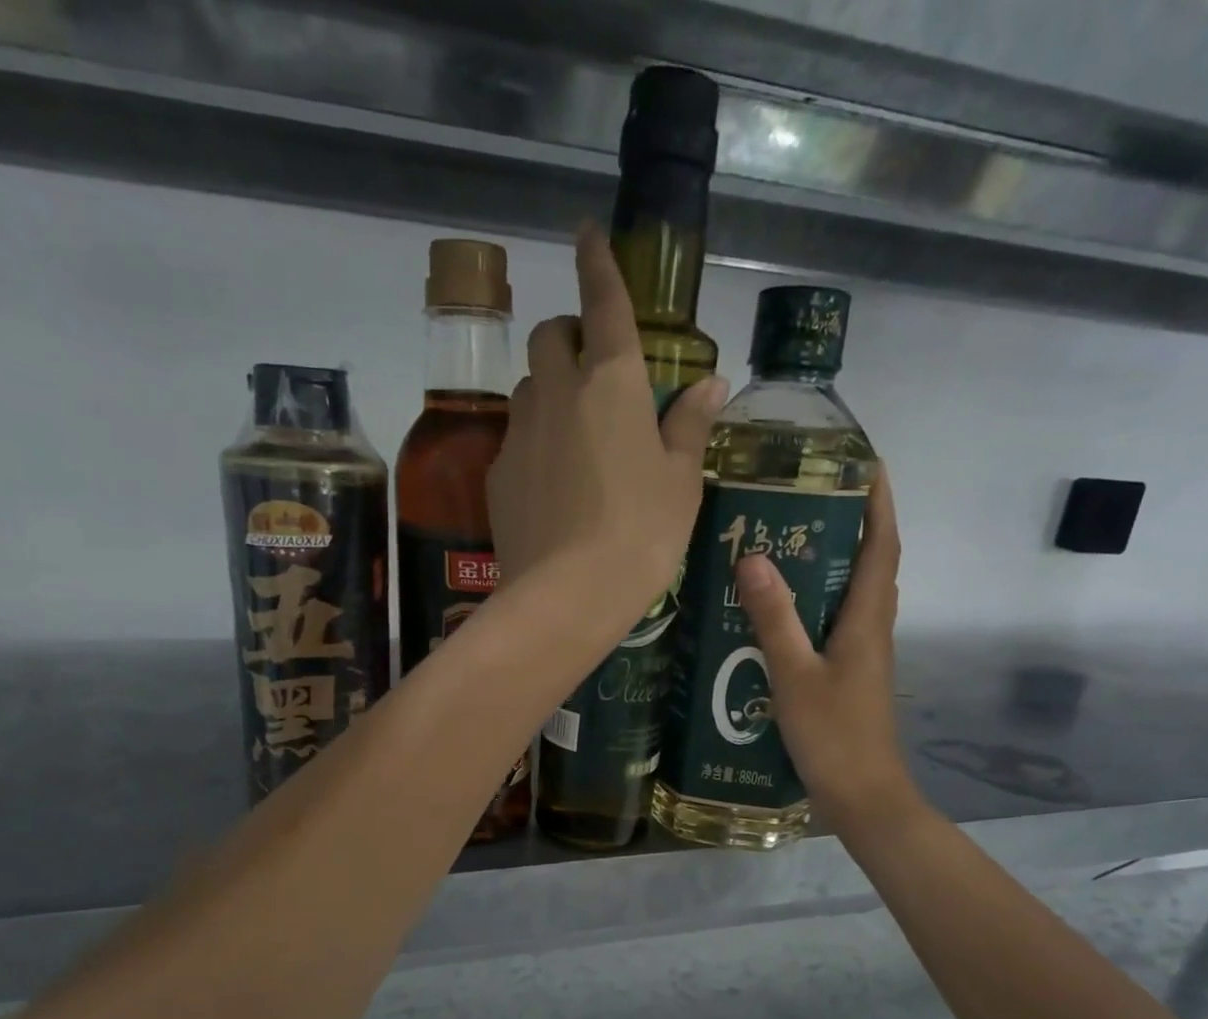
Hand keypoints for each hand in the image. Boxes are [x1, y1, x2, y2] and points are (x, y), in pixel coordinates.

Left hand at [486, 223, 727, 629]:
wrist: (567, 596)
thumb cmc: (641, 534)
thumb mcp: (681, 481)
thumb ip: (690, 424)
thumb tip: (710, 382)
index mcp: (612, 382)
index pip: (603, 301)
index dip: (597, 261)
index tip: (586, 232)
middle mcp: (557, 392)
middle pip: (550, 335)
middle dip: (569, 333)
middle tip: (595, 368)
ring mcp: (519, 432)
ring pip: (528, 385)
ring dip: (549, 388)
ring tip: (576, 432)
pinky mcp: (497, 474)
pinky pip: (515, 436)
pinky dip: (534, 439)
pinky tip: (553, 482)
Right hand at [733, 466, 920, 833]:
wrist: (863, 797)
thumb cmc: (834, 735)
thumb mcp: (794, 675)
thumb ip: (775, 618)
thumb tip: (753, 556)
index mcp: (867, 620)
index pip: (883, 546)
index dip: (880, 503)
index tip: (867, 464)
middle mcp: (873, 629)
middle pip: (873, 564)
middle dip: (855, 524)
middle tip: (811, 498)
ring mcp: (865, 654)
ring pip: (856, 593)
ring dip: (837, 561)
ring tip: (793, 541)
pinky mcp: (851, 675)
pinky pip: (840, 621)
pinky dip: (821, 600)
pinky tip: (785, 609)